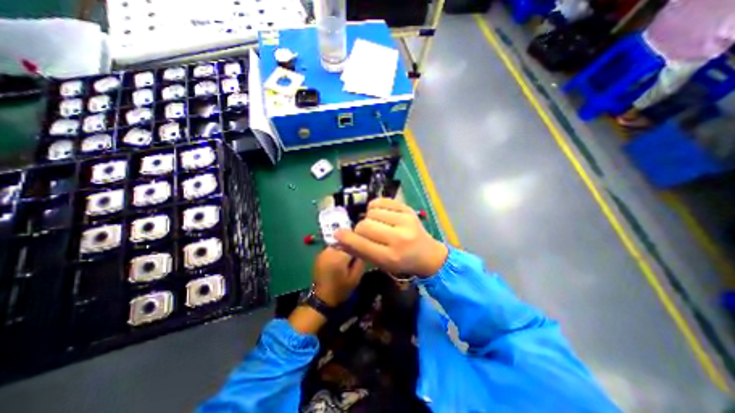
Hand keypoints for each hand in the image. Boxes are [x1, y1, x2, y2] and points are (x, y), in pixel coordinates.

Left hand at [312, 245, 365, 305]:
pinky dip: (337, 250)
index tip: (364, 249)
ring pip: (338, 243)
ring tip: (349, 256)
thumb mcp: (356, 277)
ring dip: (344, 247)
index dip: (359, 244)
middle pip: (344, 241)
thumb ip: (361, 261)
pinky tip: (340, 258)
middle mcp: (329, 250)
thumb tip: (364, 248)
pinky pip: (332, 247)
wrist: (322, 298)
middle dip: (351, 245)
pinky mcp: (319, 254)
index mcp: (339, 256)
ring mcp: (323, 252)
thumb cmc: (341, 289)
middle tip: (356, 254)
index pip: (353, 242)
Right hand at [336, 197, 447, 276]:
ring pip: (372, 212)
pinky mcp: (408, 209)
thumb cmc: (402, 262)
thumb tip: (339, 237)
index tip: (338, 234)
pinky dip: (375, 207)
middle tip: (365, 233)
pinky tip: (380, 214)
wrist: (427, 254)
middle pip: (365, 225)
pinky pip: (382, 201)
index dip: (346, 238)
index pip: (361, 244)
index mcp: (391, 257)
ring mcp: (405, 220)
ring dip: (369, 218)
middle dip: (360, 229)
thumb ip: (359, 251)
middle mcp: (399, 238)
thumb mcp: (380, 264)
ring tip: (377, 224)